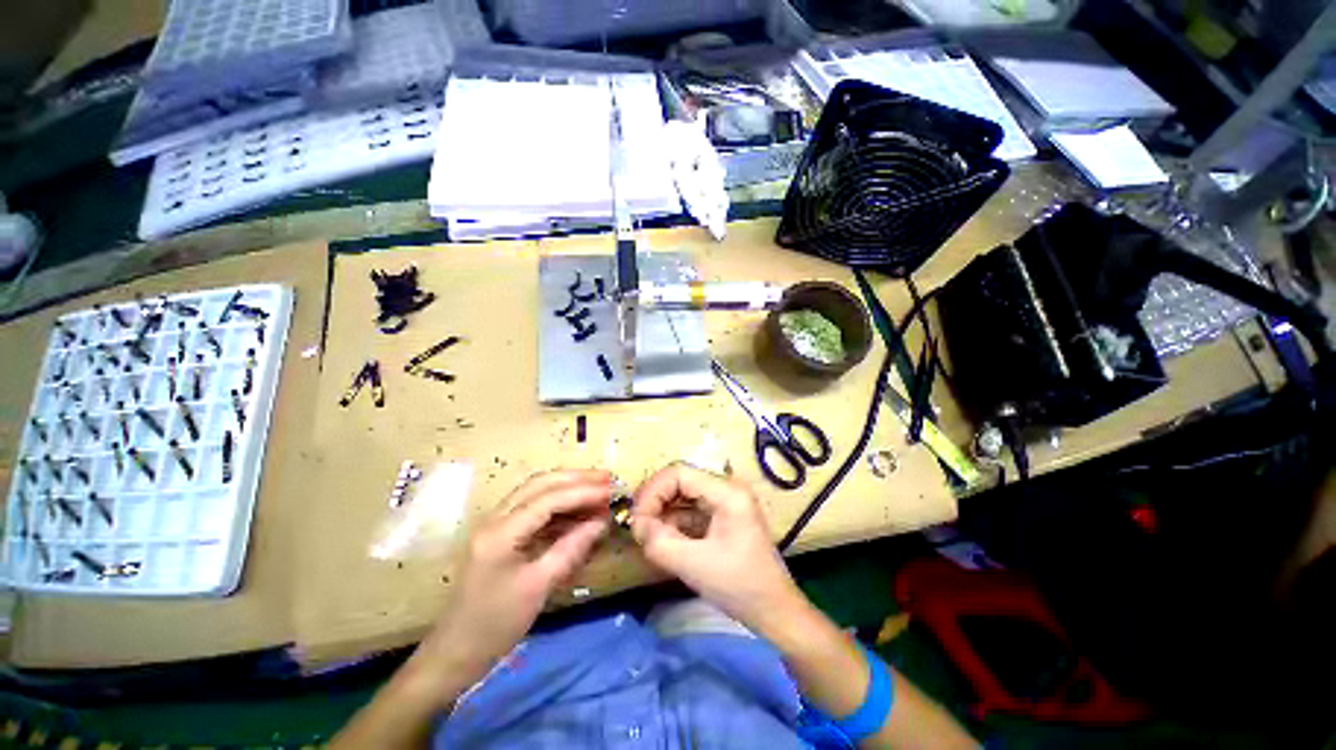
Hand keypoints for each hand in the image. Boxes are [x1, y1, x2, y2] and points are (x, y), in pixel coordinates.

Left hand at [415, 470, 611, 684]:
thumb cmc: (496, 625)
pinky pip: (533, 506)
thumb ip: (572, 547)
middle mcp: (495, 518)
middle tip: (607, 480)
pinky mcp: (501, 532)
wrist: (455, 652)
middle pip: (540, 483)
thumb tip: (603, 521)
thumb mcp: (539, 586)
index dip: (583, 492)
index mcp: (501, 532)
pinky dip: (559, 503)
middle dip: (576, 478)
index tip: (611, 492)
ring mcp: (496, 523)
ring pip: (536, 491)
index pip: (548, 499)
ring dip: (568, 486)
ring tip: (598, 489)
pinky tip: (577, 509)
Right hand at [631, 463, 805, 633]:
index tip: (636, 520)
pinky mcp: (721, 514)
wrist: (774, 610)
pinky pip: (689, 509)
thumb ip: (659, 543)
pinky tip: (663, 540)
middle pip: (680, 481)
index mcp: (727, 491)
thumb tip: (636, 525)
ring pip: (682, 494)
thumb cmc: (740, 586)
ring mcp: (725, 500)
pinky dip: (673, 522)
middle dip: (655, 502)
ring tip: (648, 536)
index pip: (679, 473)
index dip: (652, 492)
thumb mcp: (694, 566)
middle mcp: (726, 487)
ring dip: (662, 513)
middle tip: (638, 528)